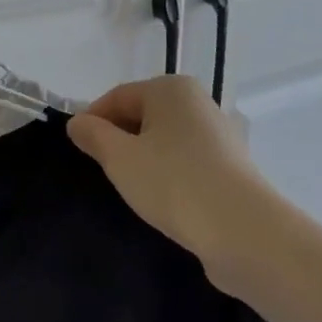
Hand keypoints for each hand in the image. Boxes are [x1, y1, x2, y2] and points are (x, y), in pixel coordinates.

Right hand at [67, 76, 268, 266]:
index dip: (93, 121)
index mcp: (170, 89)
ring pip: (164, 140)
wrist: (243, 231)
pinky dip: (168, 173)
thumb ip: (93, 136)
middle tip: (103, 171)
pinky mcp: (230, 166)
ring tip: (132, 188)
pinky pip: (185, 161)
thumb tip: (78, 122)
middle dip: (119, 140)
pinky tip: (162, 199)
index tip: (79, 149)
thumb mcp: (119, 158)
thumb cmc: (173, 183)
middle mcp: (197, 102)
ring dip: (143, 159)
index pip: (117, 96)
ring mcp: (218, 134)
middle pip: (142, 115)